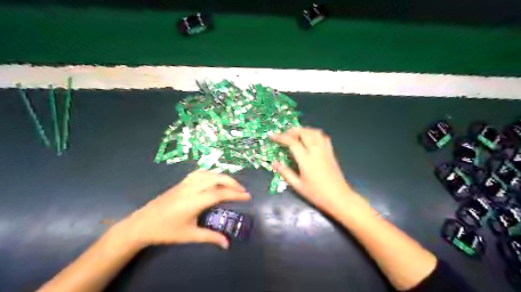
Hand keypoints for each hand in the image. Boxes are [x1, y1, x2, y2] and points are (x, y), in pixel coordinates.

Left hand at [120, 171, 250, 247]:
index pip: (220, 193)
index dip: (235, 194)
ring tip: (231, 184)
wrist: (141, 224)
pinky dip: (211, 173)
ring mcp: (185, 183)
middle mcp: (192, 188)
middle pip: (217, 178)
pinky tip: (214, 179)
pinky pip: (200, 173)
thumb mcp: (189, 235)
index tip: (247, 196)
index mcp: (195, 201)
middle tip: (242, 190)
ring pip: (208, 173)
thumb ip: (210, 237)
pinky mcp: (181, 182)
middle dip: (232, 182)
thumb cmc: (166, 231)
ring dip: (222, 176)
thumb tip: (227, 244)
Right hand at [270, 127, 362, 215]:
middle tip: (284, 135)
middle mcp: (316, 151)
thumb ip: (285, 172)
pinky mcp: (331, 152)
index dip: (280, 137)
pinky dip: (314, 133)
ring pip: (314, 132)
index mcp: (306, 160)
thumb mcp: (298, 186)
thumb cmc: (317, 193)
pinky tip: (310, 138)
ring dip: (303, 130)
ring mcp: (325, 150)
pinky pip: (323, 137)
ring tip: (296, 134)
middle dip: (292, 131)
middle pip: (304, 133)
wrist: (339, 197)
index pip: (292, 142)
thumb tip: (275, 163)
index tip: (272, 136)